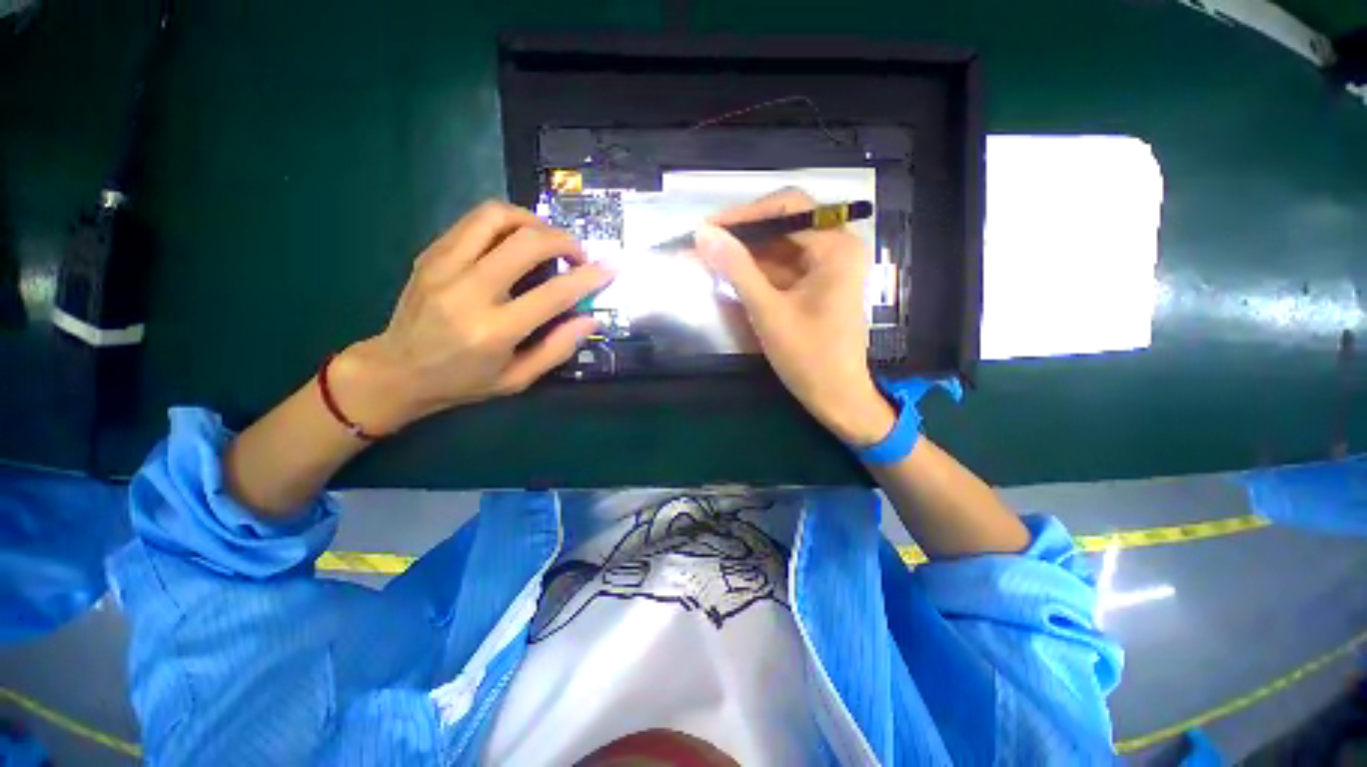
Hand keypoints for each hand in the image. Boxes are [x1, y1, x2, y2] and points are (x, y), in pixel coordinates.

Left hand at [328, 201, 613, 433]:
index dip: (588, 278)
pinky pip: (475, 221)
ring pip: (497, 216)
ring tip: (548, 240)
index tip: (609, 269)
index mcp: (494, 331)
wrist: (396, 371)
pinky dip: (506, 222)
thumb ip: (557, 349)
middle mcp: (468, 291)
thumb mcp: (518, 379)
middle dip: (564, 241)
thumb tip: (590, 318)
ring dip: (533, 221)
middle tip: (578, 254)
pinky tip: (516, 240)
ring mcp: (444, 266)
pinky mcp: (431, 253)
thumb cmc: (463, 382)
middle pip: (527, 242)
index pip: (554, 294)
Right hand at [696, 189, 895, 445]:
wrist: (837, 397)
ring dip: (745, 252)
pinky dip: (757, 270)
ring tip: (709, 258)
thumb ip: (737, 269)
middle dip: (742, 234)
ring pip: (780, 246)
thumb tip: (703, 233)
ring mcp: (828, 265)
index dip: (744, 214)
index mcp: (836, 247)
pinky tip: (731, 274)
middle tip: (704, 244)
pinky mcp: (818, 283)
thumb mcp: (768, 311)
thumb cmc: (808, 357)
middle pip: (784, 224)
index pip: (787, 207)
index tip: (708, 228)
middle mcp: (837, 247)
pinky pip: (783, 266)